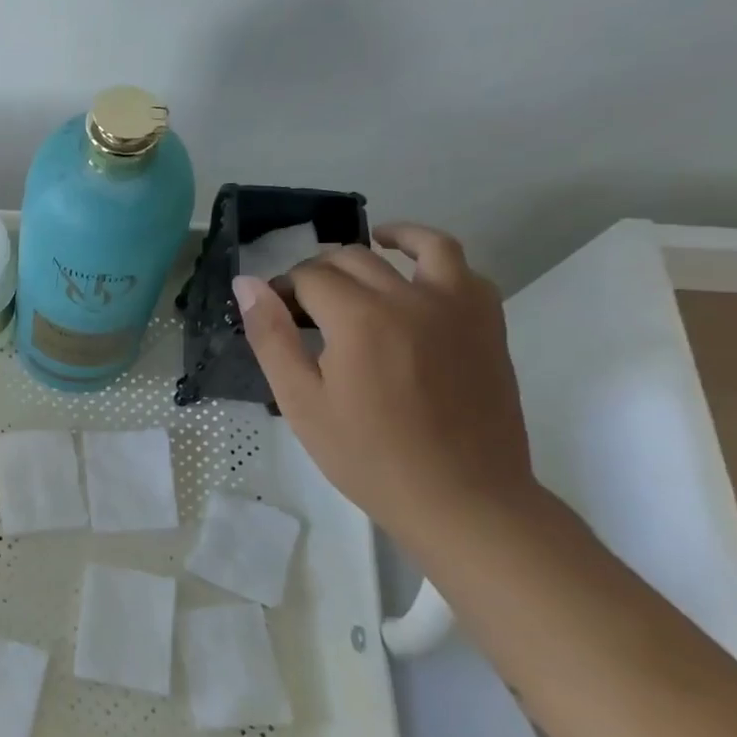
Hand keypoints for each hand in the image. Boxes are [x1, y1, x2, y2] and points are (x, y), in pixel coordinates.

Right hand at [234, 223, 537, 539]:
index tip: (274, 313)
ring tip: (370, 246)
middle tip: (304, 304)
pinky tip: (418, 279)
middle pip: (354, 258)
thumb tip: (247, 284)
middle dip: (319, 270)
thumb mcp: (301, 403)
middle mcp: (411, 298)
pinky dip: (437, 261)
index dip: (283, 288)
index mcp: (359, 319)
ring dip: (388, 239)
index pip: (310, 277)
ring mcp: (458, 308)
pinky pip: (465, 271)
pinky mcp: (488, 324)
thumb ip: (272, 337)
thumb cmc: (368, 456)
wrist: (462, 498)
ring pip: (422, 246)